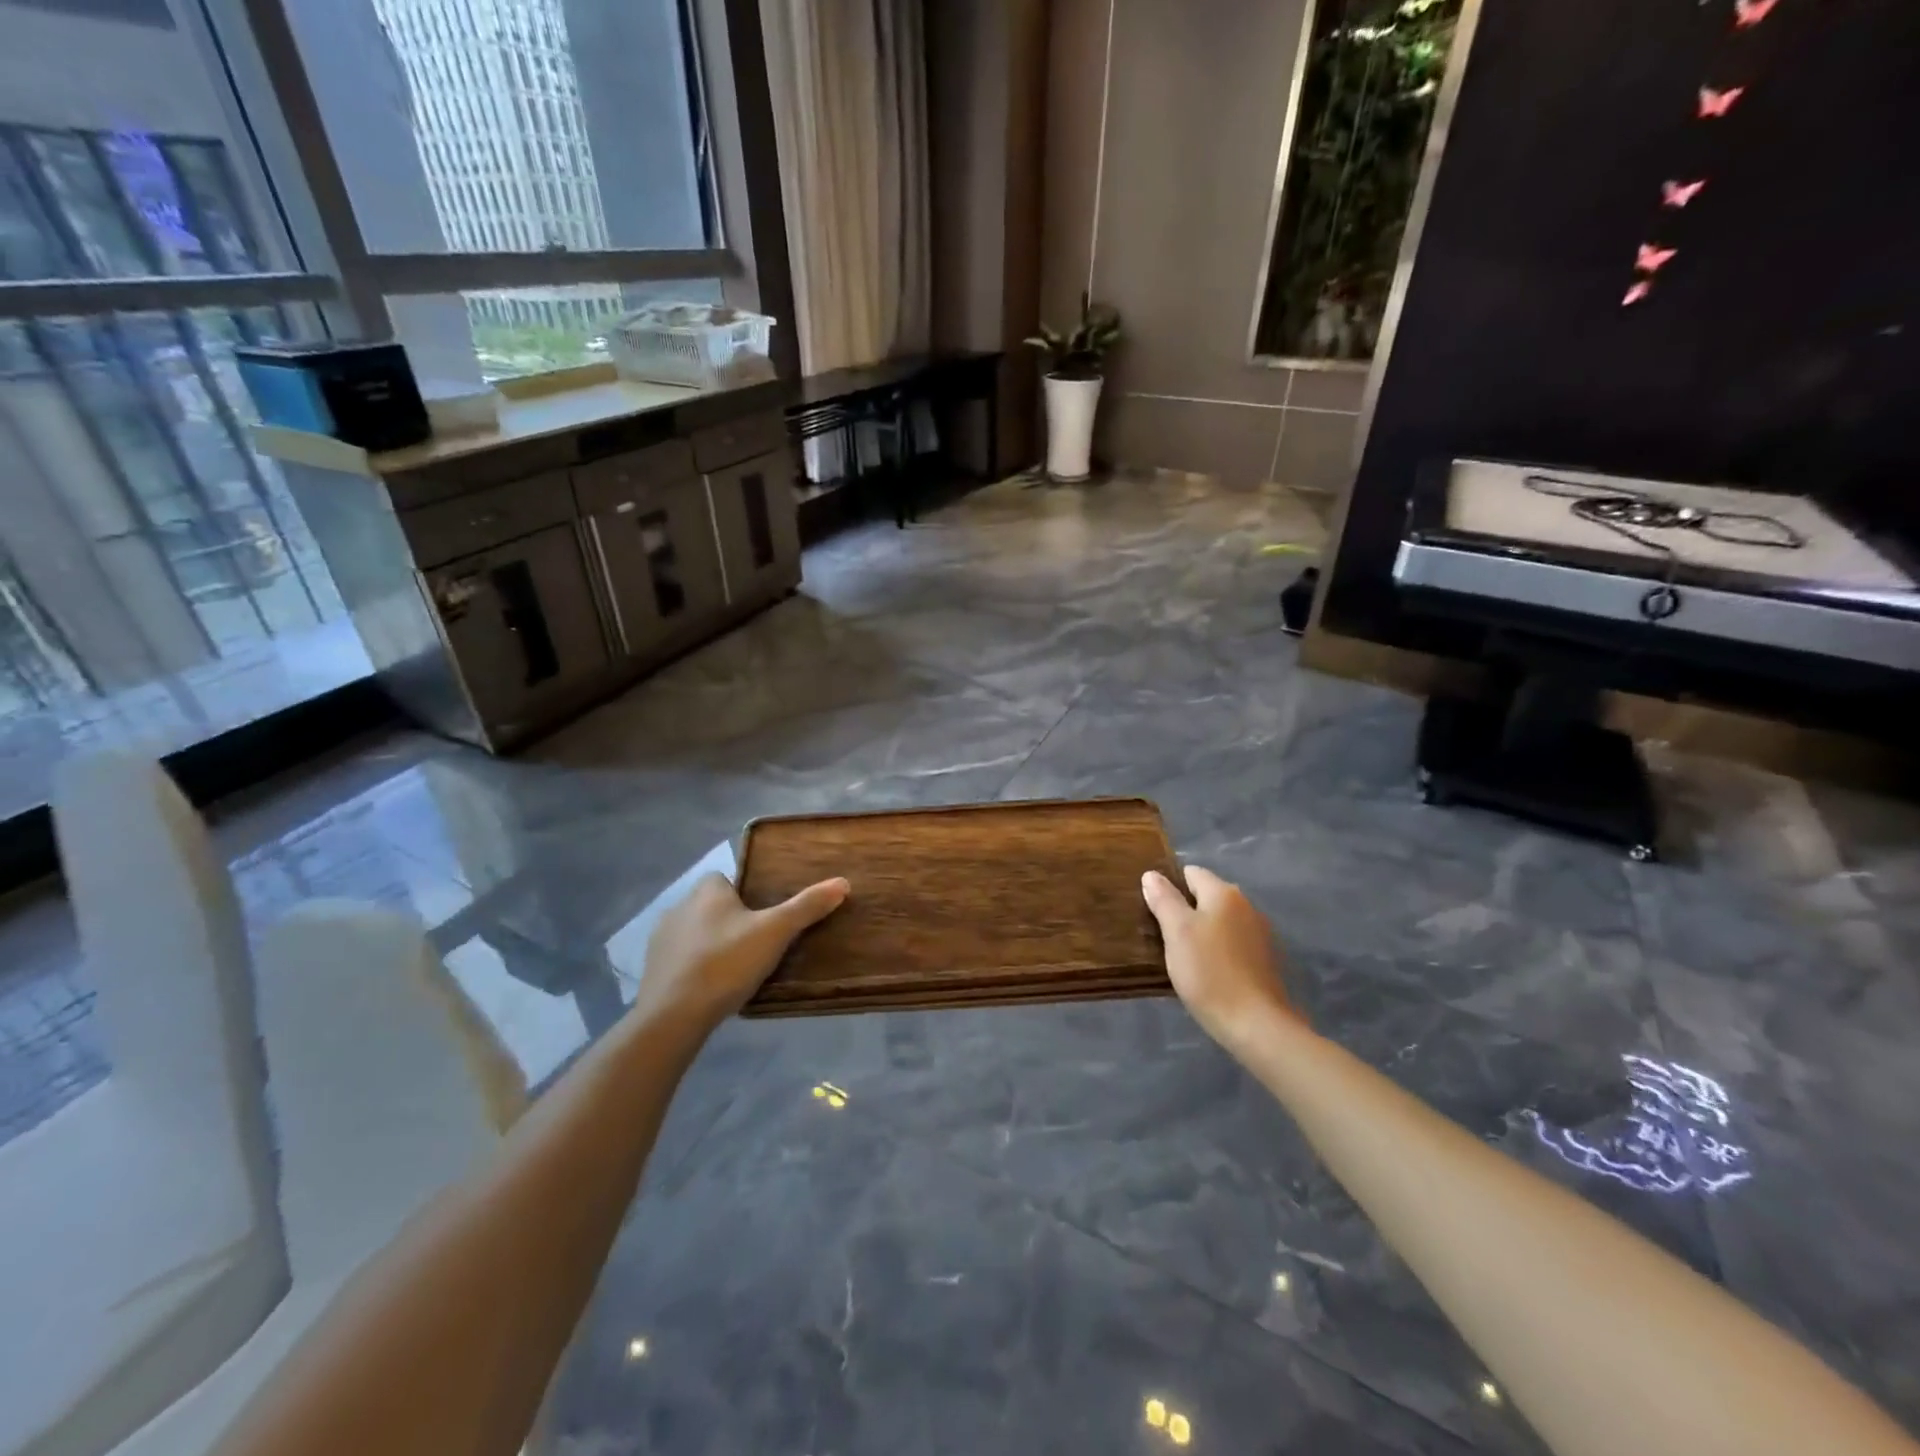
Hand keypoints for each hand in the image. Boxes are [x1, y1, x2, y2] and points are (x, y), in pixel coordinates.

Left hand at [634, 872, 849, 1030]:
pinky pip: (681, 959)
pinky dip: (695, 967)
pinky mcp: (652, 969)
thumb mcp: (775, 932)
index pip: (727, 879)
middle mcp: (679, 906)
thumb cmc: (726, 963)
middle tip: (757, 944)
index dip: (746, 895)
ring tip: (737, 968)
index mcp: (706, 890)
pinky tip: (712, 987)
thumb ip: (807, 906)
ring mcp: (661, 939)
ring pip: (696, 932)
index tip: (765, 917)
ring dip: (712, 944)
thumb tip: (842, 882)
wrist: (673, 1016)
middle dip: (731, 920)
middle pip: (712, 906)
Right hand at [1142, 865, 1297, 1051]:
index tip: (1152, 910)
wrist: (1256, 1024)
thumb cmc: (1209, 972)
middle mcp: (1246, 906)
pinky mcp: (1265, 961)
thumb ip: (1164, 899)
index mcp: (1224, 893)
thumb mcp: (1177, 932)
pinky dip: (1217, 951)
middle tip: (1161, 934)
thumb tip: (1151, 875)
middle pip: (1206, 897)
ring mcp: (1259, 934)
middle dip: (1184, 910)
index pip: (1191, 873)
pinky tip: (1206, 972)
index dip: (1169, 887)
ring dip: (1201, 932)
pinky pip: (1232, 944)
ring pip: (1220, 922)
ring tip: (1180, 955)